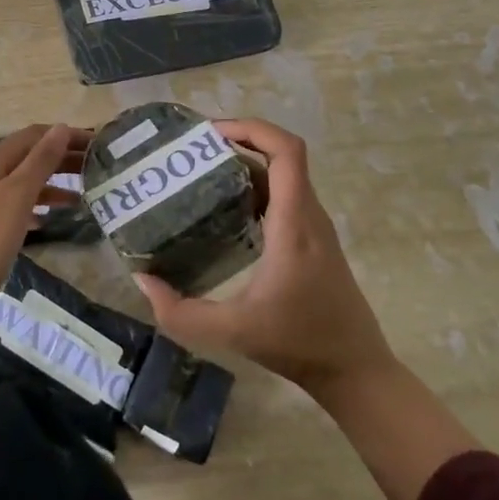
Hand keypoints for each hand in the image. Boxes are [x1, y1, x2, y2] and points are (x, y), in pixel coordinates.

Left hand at [0, 123, 86, 328]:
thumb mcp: (16, 196)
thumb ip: (39, 161)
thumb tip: (61, 127)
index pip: (36, 135)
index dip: (67, 135)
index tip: (98, 144)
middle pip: (29, 156)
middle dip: (62, 158)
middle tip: (97, 167)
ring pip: (22, 181)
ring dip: (51, 183)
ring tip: (82, 195)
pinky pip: (13, 204)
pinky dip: (35, 205)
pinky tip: (47, 220)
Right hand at [134, 118, 395, 403]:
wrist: (356, 371)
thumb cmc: (299, 344)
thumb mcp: (233, 331)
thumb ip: (181, 312)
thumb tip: (143, 280)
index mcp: (294, 222)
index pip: (286, 150)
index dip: (251, 128)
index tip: (211, 133)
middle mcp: (308, 214)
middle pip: (280, 155)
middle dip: (238, 141)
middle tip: (194, 151)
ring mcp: (314, 226)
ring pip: (283, 174)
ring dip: (246, 163)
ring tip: (201, 173)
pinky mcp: (313, 239)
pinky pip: (284, 195)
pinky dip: (255, 187)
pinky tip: (224, 209)